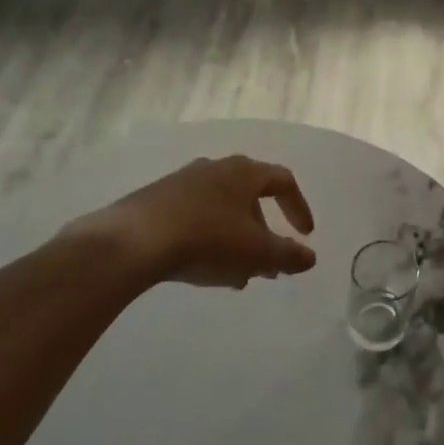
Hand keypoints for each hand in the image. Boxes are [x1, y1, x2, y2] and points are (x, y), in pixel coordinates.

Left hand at [76, 155, 316, 288]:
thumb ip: (287, 255)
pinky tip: (202, 268)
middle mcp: (215, 168)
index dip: (298, 207)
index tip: (305, 236)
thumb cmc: (207, 239)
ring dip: (236, 240)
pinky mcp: (156, 200)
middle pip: (250, 197)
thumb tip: (310, 258)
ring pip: (222, 210)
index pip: (283, 181)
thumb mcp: (256, 252)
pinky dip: (209, 239)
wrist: (133, 240)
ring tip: (235, 276)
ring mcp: (182, 182)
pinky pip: (195, 217)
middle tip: (267, 265)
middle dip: (263, 233)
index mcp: (244, 172)